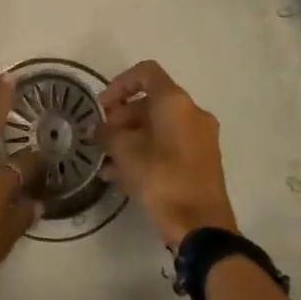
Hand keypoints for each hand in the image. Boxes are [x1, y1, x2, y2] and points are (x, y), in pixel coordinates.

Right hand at [97, 60, 236, 251]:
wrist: (201, 227)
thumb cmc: (162, 179)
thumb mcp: (125, 152)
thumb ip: (107, 134)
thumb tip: (98, 129)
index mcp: (176, 102)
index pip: (146, 73)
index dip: (119, 84)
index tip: (102, 106)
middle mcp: (192, 113)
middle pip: (151, 102)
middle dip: (122, 117)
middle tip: (101, 137)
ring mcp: (201, 138)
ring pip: (158, 127)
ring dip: (131, 138)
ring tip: (106, 161)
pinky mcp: (202, 161)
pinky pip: (169, 146)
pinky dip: (146, 152)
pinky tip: (121, 176)